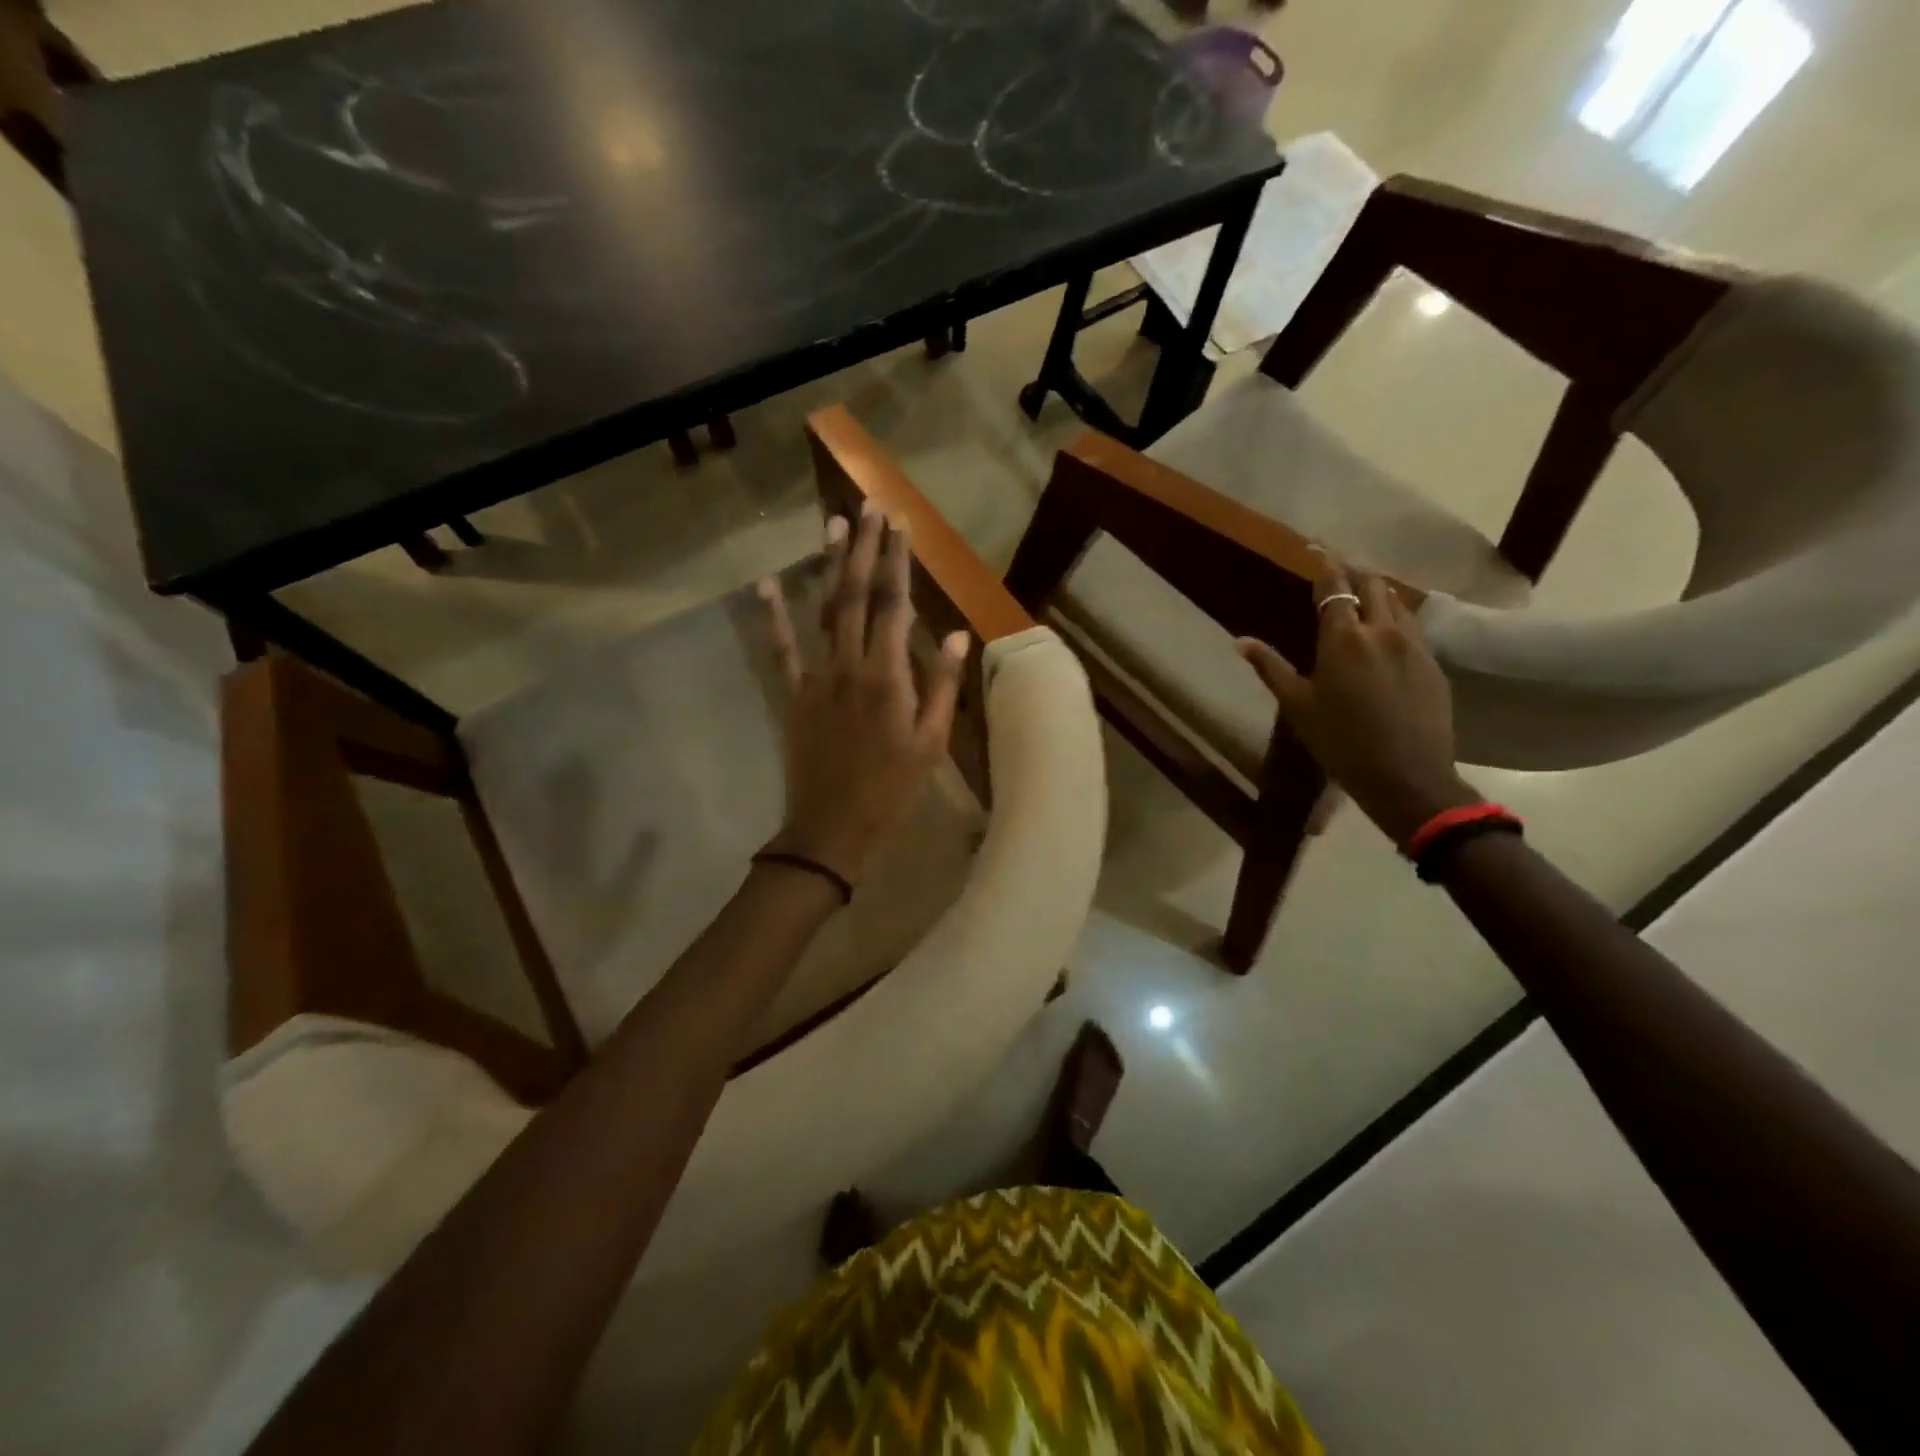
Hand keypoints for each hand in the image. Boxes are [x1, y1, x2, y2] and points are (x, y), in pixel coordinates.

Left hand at [759, 503, 970, 885]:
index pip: (894, 606)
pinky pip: (782, 650)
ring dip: (828, 566)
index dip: (897, 562)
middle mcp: (850, 666)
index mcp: (888, 677)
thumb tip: (955, 635)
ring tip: (833, 524)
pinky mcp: (793, 695)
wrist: (832, 828)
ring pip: (822, 612)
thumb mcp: (931, 744)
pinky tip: (766, 585)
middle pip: (856, 596)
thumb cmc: (892, 789)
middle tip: (869, 507)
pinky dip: (773, 616)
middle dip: (864, 548)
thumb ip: (941, 687)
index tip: (901, 525)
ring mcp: (816, 678)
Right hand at [1236, 556, 1476, 847]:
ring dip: (1378, 591)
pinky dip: (1394, 616)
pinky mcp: (1432, 662)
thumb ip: (1270, 668)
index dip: (1324, 564)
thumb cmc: (1340, 742)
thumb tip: (1241, 641)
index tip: (1315, 548)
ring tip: (1363, 594)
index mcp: (1344, 639)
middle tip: (1339, 567)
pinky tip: (1386, 631)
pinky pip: (1412, 625)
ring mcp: (1414, 645)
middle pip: (1373, 583)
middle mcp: (1383, 630)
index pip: (1335, 587)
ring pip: (1397, 602)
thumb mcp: (1297, 706)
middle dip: (1355, 570)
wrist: (1406, 776)